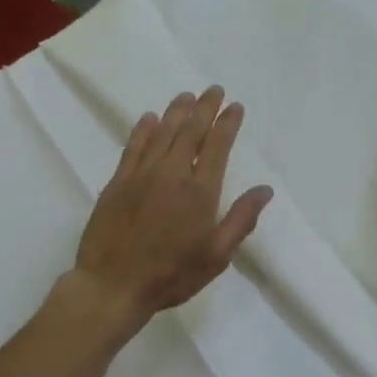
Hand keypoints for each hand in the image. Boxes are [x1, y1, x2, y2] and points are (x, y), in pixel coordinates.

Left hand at [70, 86, 272, 320]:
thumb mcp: (217, 256)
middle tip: (213, 90)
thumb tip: (264, 190)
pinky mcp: (117, 183)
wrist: (112, 286)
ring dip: (177, 112)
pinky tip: (150, 118)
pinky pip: (133, 147)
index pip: (217, 147)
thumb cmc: (172, 275)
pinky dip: (143, 130)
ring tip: (187, 96)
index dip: (227, 124)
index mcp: (200, 192)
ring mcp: (141, 176)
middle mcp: (172, 174)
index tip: (235, 107)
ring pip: (162, 133)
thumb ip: (241, 220)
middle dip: (205, 108)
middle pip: (191, 132)